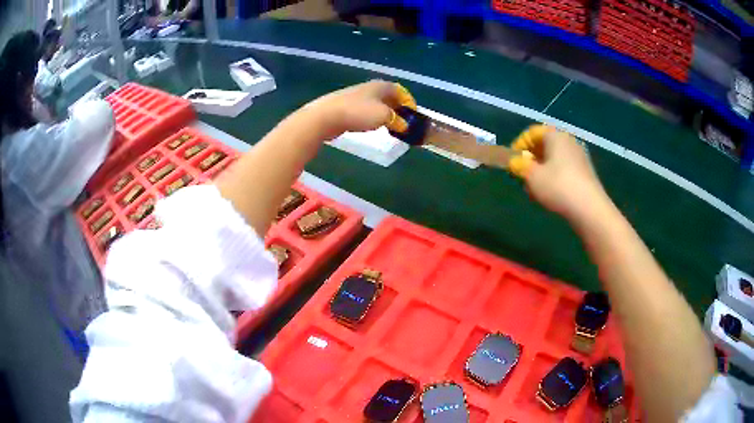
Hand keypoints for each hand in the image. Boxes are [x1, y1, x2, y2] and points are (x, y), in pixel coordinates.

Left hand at [302, 80, 415, 139]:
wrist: (325, 116)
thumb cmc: (358, 113)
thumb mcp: (384, 117)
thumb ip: (397, 121)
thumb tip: (405, 126)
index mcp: (381, 86)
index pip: (400, 90)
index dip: (409, 101)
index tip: (414, 115)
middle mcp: (369, 88)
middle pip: (389, 96)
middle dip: (398, 108)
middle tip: (404, 122)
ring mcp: (356, 96)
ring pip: (377, 103)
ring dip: (386, 113)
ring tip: (390, 126)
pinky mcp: (345, 106)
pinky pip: (365, 110)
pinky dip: (373, 117)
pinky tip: (371, 126)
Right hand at [511, 126, 610, 221]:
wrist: (589, 208)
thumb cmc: (558, 186)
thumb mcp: (531, 176)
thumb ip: (518, 165)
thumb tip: (514, 161)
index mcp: (555, 135)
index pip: (532, 132)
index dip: (519, 145)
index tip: (511, 161)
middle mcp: (568, 141)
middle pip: (544, 145)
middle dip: (530, 160)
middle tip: (521, 176)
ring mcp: (579, 156)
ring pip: (553, 159)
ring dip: (540, 171)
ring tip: (533, 189)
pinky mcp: (585, 172)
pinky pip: (564, 169)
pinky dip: (553, 177)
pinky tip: (549, 194)